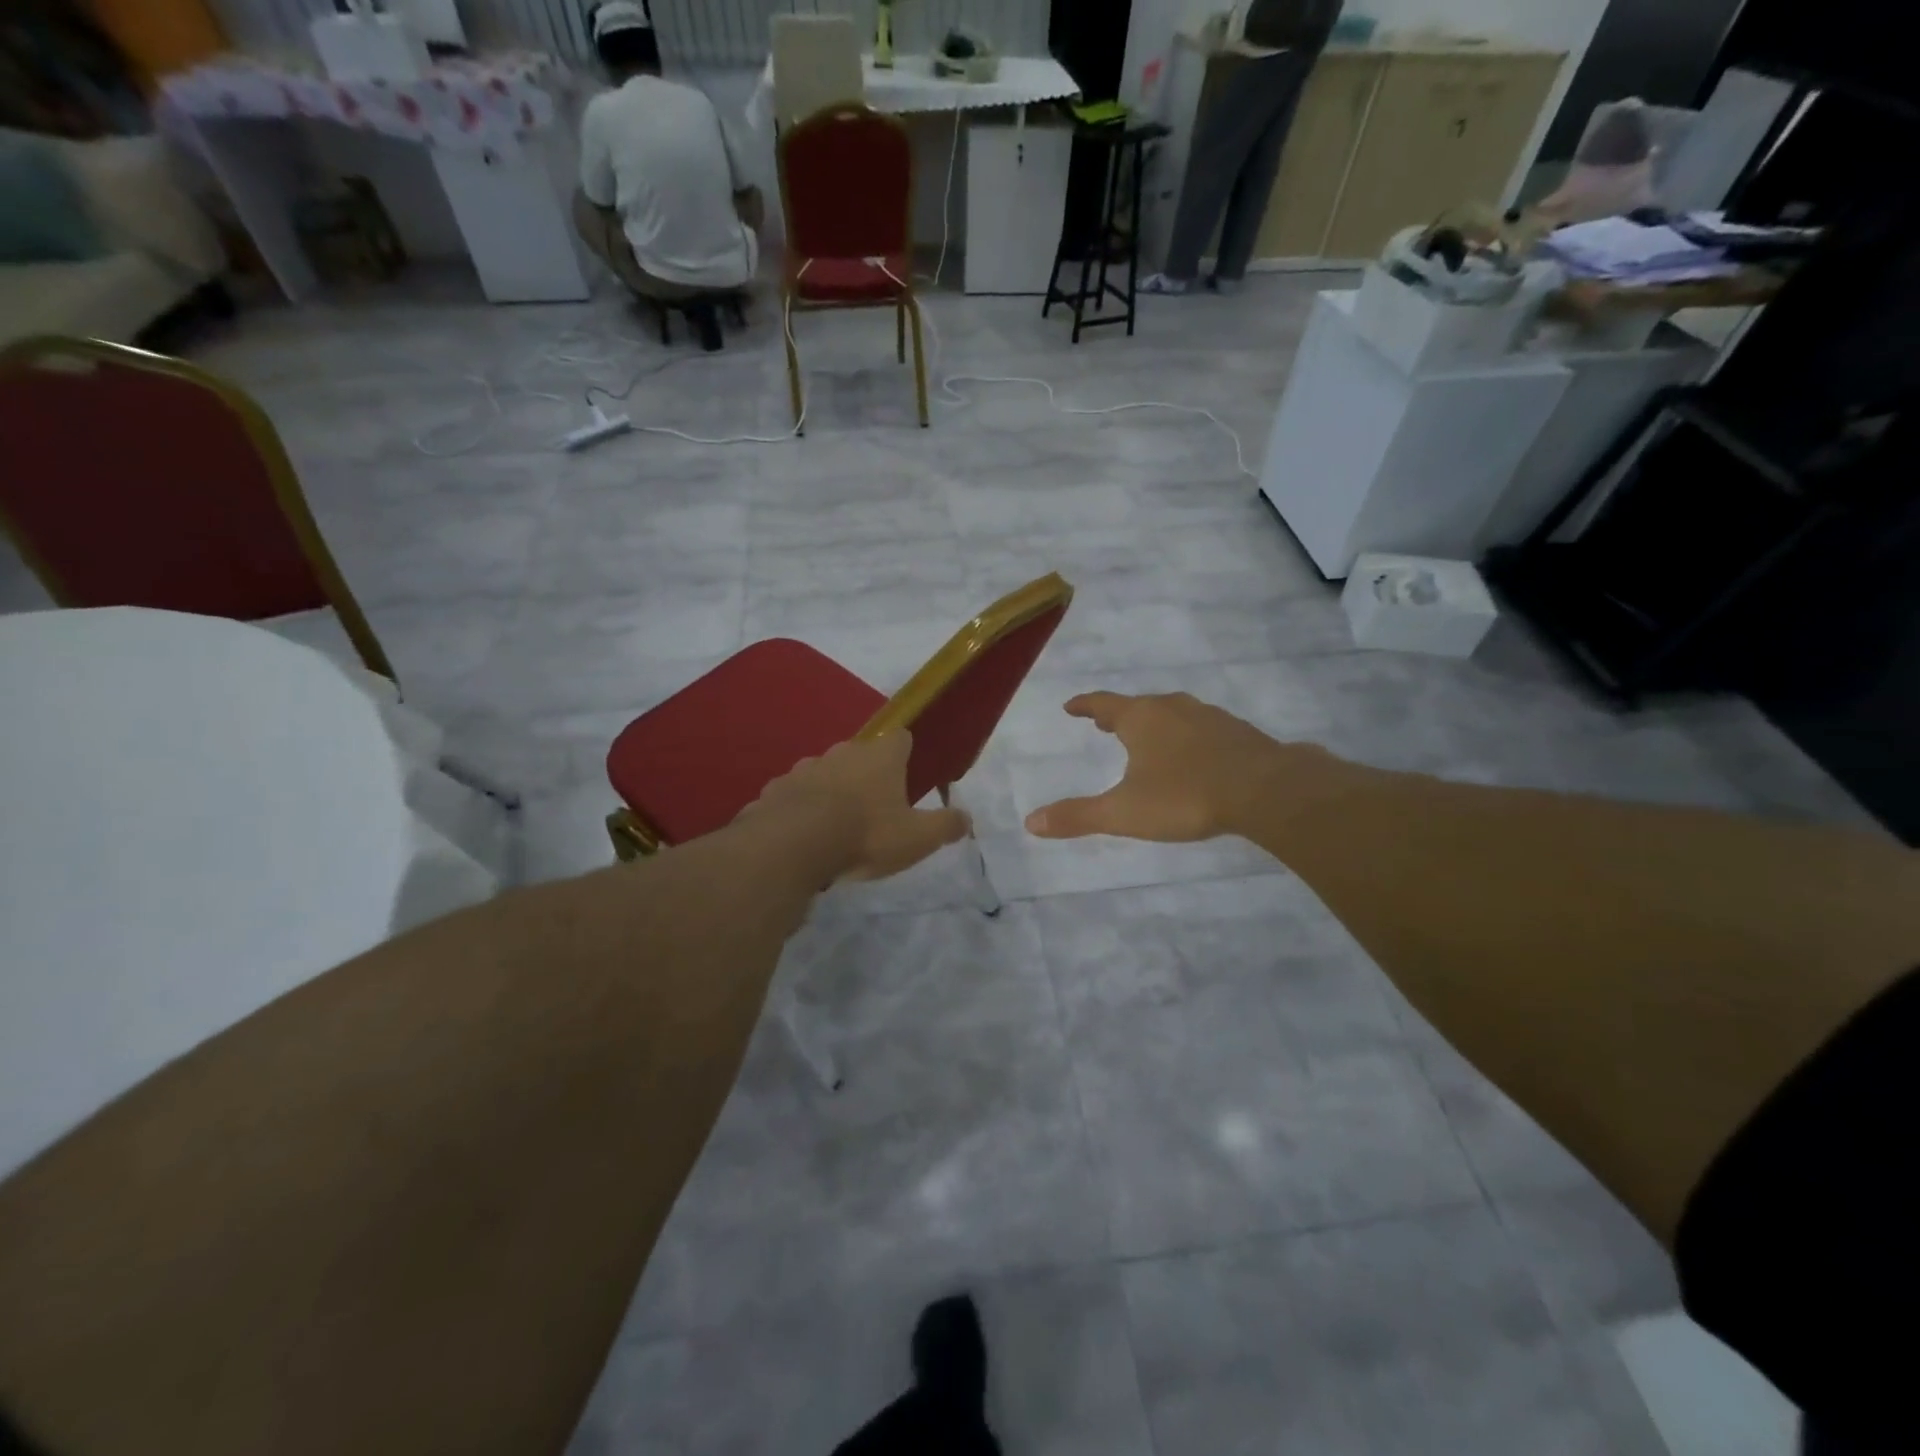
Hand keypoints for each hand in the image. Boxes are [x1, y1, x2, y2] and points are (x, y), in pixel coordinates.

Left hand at [745, 731, 969, 880]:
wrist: (793, 845)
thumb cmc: (866, 834)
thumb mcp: (918, 837)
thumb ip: (945, 826)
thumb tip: (966, 818)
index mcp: (880, 757)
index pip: (900, 738)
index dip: (906, 753)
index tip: (908, 773)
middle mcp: (842, 752)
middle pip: (860, 756)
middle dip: (867, 776)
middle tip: (873, 809)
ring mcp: (804, 768)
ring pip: (824, 774)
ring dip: (831, 792)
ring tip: (835, 826)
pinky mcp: (774, 790)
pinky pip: (793, 796)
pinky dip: (799, 809)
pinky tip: (802, 836)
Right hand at [1025, 692, 1333, 842]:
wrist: (1266, 790)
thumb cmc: (1185, 796)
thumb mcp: (1124, 812)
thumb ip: (1078, 816)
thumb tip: (1030, 822)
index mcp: (1141, 719)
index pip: (1103, 704)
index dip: (1084, 705)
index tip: (1071, 706)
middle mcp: (1172, 708)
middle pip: (1138, 706)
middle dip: (1118, 715)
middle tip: (1104, 724)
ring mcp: (1208, 717)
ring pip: (1172, 714)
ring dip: (1154, 723)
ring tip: (1147, 738)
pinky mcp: (1237, 732)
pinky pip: (1201, 727)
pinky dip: (1186, 735)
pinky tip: (1194, 754)